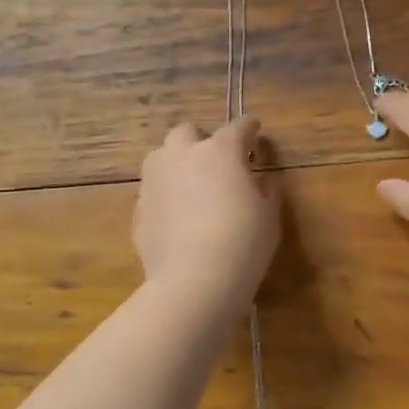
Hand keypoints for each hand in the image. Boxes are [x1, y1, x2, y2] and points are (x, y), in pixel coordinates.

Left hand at [133, 117, 280, 306]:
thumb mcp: (269, 216)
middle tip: (217, 164)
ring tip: (191, 188)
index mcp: (220, 151)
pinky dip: (166, 197)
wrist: (194, 282)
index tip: (255, 134)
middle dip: (202, 141)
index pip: (238, 127)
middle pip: (188, 132)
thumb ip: (265, 190)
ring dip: (177, 164)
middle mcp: (182, 155)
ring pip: (162, 157)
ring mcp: (155, 180)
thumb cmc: (243, 244)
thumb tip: (260, 181)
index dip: (250, 129)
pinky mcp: (139, 208)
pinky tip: (177, 220)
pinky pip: (154, 191)